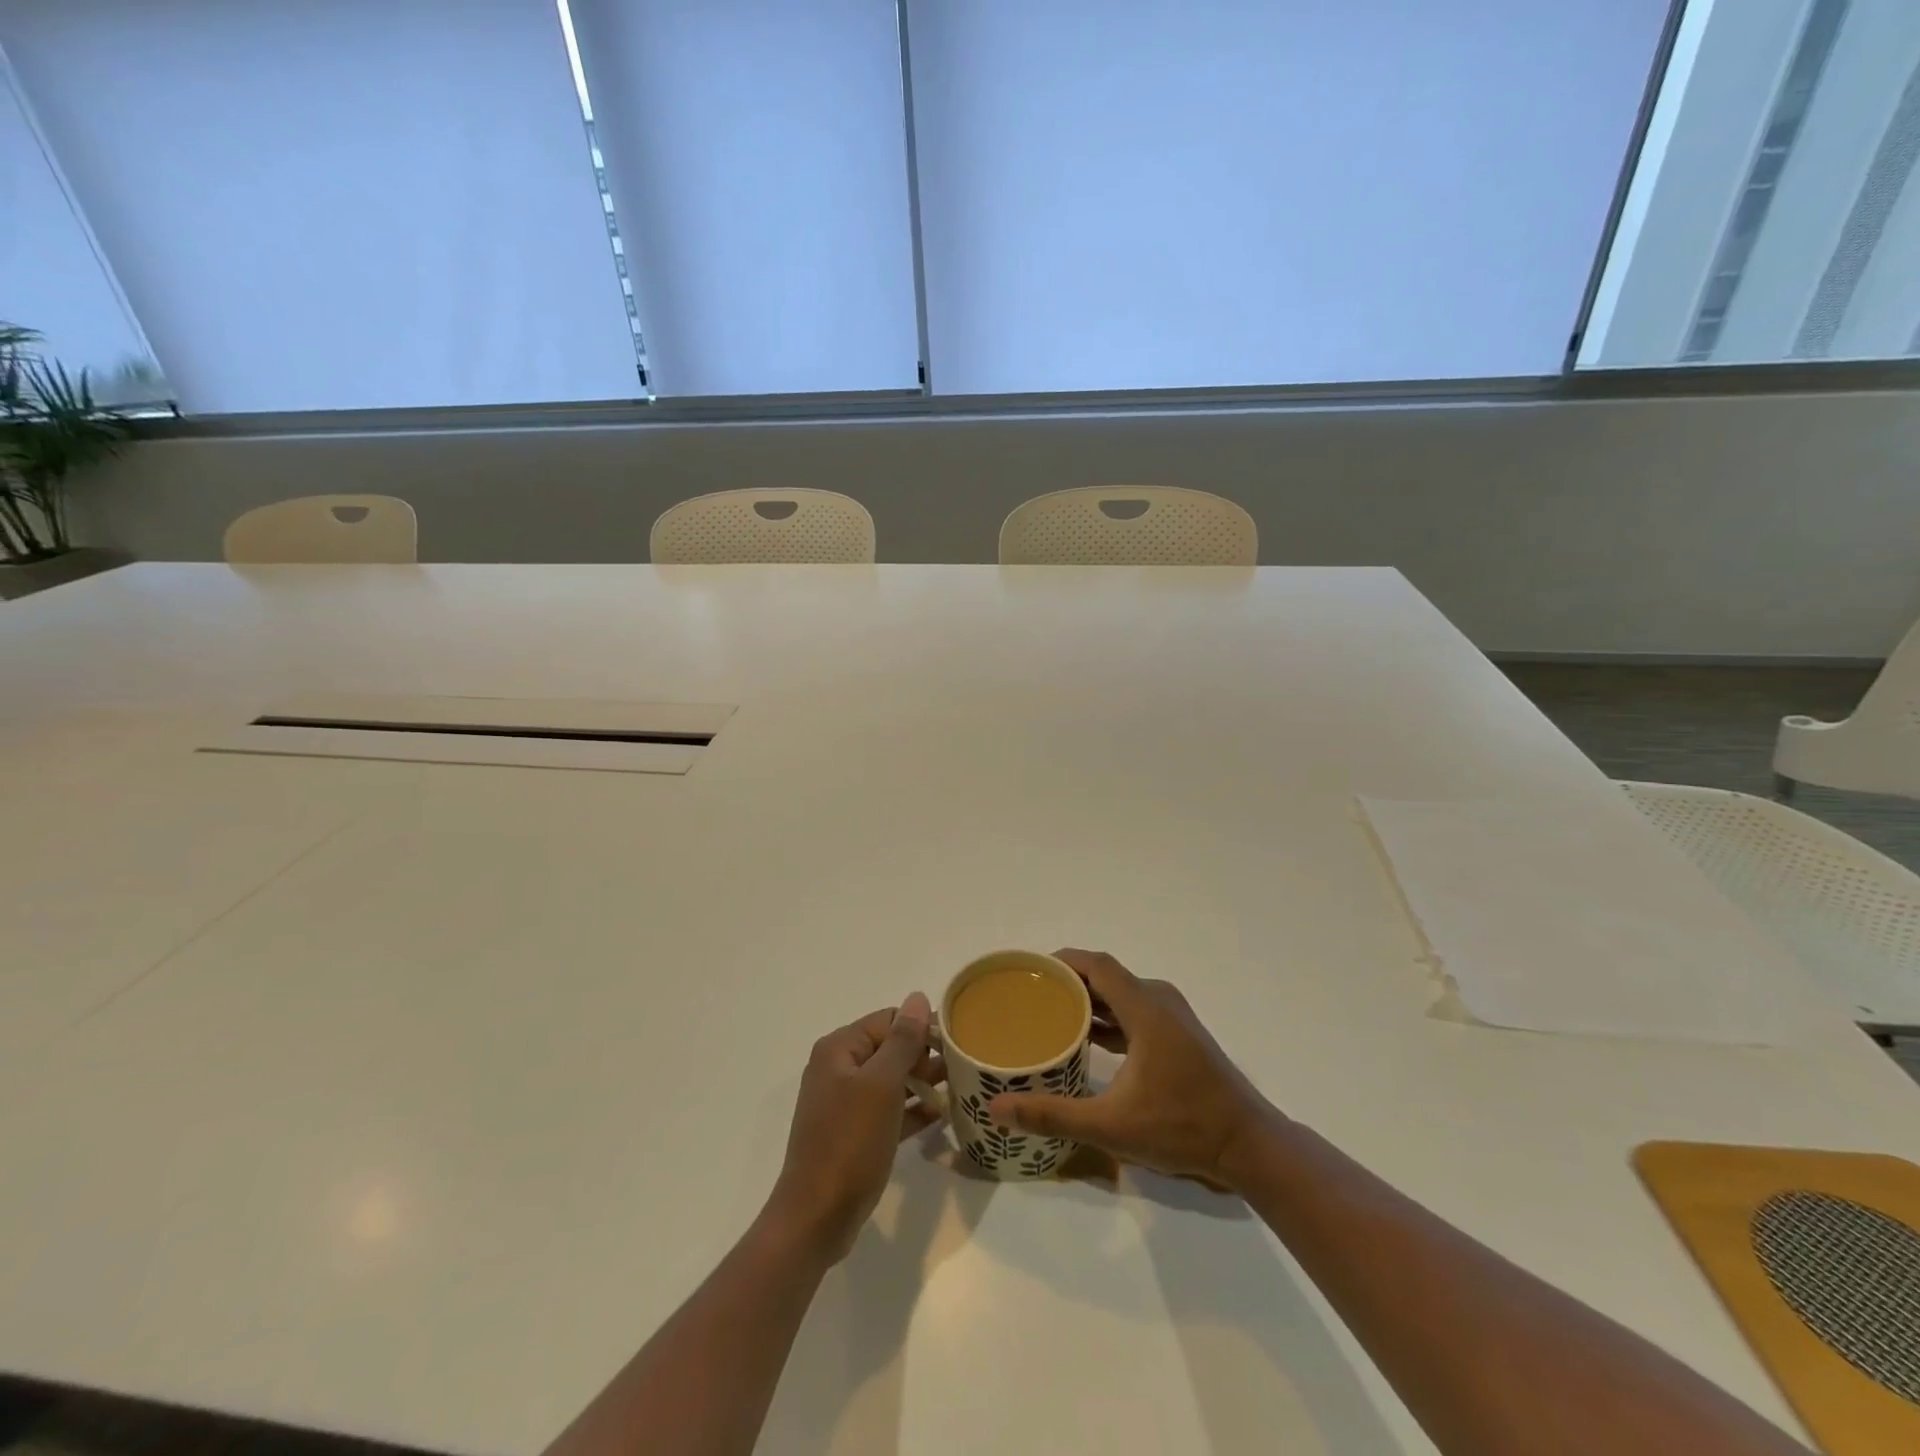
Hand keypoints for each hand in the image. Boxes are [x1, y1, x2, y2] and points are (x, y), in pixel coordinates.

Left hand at [765, 993, 942, 1264]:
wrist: (816, 1218)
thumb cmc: (849, 1143)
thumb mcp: (881, 1085)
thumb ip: (902, 1040)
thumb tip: (918, 997)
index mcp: (839, 1049)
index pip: (888, 1020)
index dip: (922, 1028)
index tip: (957, 1044)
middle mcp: (838, 1069)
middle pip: (890, 1048)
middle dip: (924, 1057)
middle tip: (962, 1069)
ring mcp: (844, 1103)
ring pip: (891, 1081)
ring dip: (922, 1083)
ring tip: (960, 1089)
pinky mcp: (853, 1134)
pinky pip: (888, 1111)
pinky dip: (911, 1110)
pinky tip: (941, 1116)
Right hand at [988, 949, 1279, 1187]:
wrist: (1247, 1145)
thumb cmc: (1181, 1127)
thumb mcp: (1111, 1126)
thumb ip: (1053, 1115)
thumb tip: (997, 1110)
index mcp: (1146, 1009)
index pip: (1097, 965)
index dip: (1062, 961)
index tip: (1028, 971)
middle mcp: (1159, 1001)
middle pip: (1106, 976)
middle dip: (1068, 982)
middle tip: (1030, 996)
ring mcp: (1172, 1017)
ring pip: (1121, 995)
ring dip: (1089, 1001)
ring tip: (1050, 1015)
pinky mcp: (1178, 1035)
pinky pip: (1134, 1011)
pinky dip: (1109, 1017)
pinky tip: (1086, 1039)